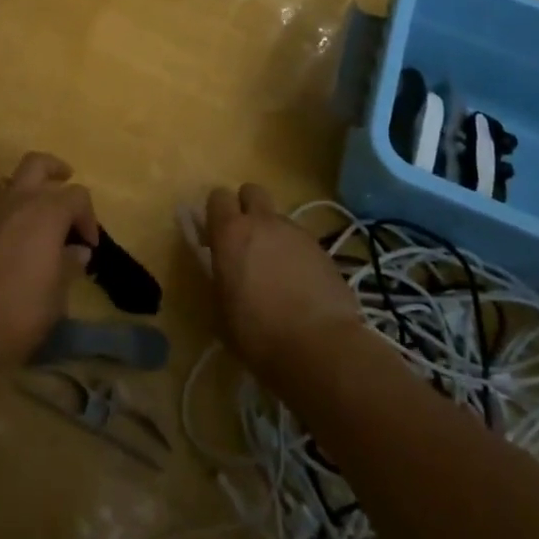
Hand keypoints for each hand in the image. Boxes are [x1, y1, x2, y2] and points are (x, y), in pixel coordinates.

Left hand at [0, 152, 97, 368]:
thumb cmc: (15, 313)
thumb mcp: (55, 298)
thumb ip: (68, 266)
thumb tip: (76, 250)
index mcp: (45, 212)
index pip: (77, 196)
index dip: (88, 218)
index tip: (88, 245)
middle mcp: (14, 199)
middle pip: (37, 164)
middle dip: (54, 171)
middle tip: (63, 185)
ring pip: (8, 183)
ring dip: (23, 193)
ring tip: (30, 220)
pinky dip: (0, 214)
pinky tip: (0, 243)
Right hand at [200, 184, 363, 378]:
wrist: (320, 347)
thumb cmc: (257, 332)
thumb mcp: (222, 308)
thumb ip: (219, 275)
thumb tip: (221, 266)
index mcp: (231, 232)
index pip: (217, 197)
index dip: (215, 213)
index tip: (215, 236)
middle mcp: (263, 222)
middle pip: (251, 191)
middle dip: (246, 207)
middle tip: (245, 239)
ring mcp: (297, 233)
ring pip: (279, 217)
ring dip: (273, 233)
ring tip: (276, 269)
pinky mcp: (323, 249)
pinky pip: (301, 240)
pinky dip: (296, 253)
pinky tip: (299, 284)